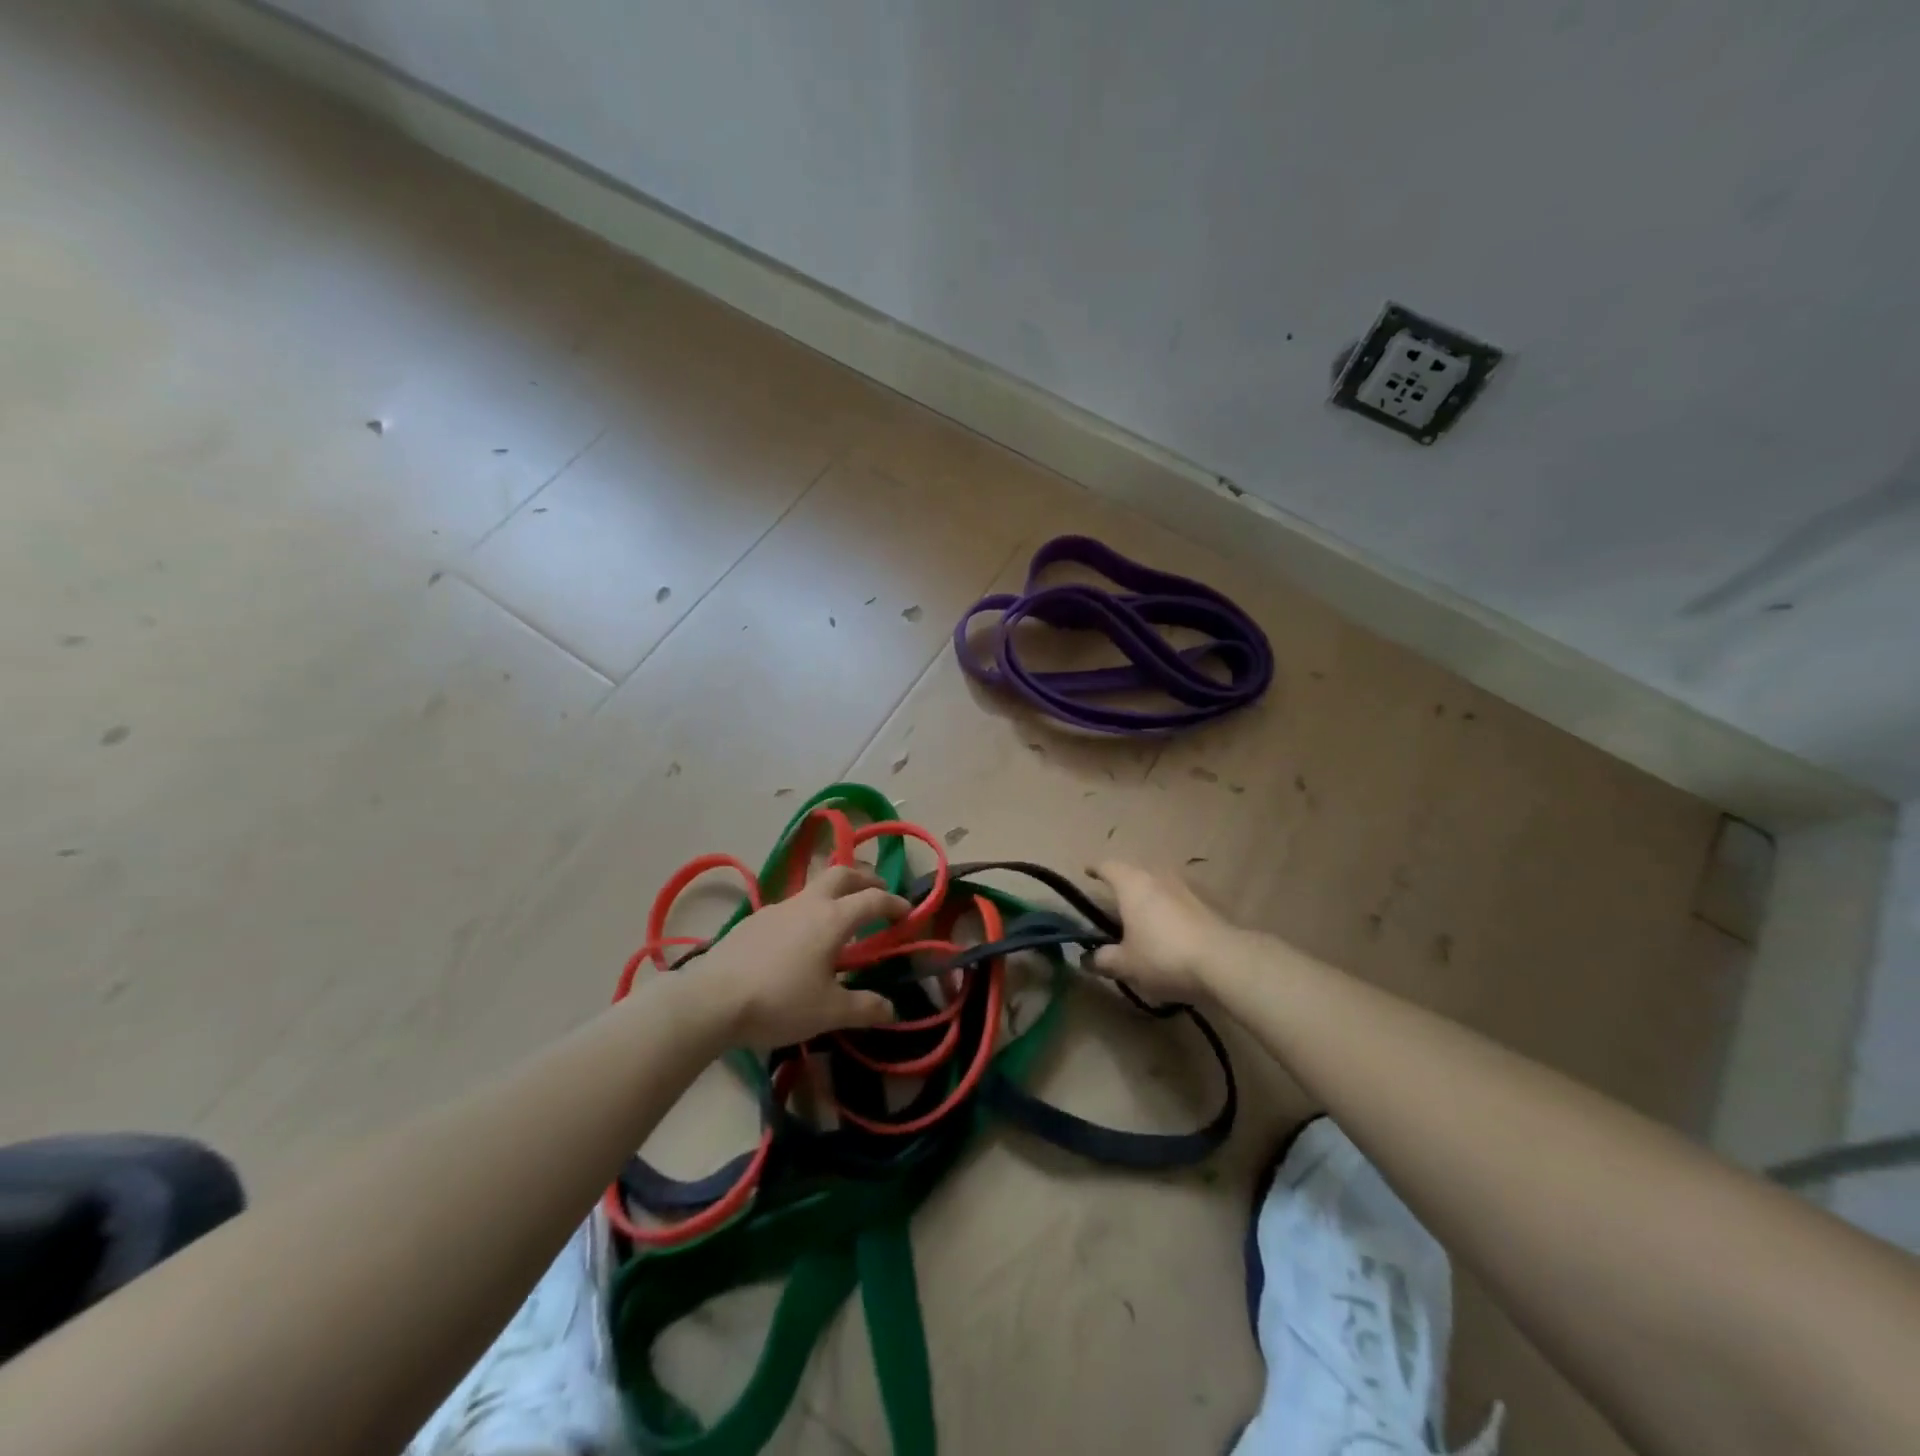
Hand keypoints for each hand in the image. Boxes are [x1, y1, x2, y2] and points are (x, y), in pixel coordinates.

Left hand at [691, 865, 908, 1048]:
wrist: (712, 1000)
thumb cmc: (780, 1002)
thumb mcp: (829, 1012)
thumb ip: (864, 1008)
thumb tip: (892, 1009)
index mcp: (833, 919)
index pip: (872, 899)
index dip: (894, 903)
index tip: (908, 912)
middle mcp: (807, 903)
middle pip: (841, 874)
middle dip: (864, 877)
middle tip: (876, 890)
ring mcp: (777, 908)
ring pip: (813, 887)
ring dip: (833, 892)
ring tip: (839, 916)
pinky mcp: (753, 920)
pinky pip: (791, 906)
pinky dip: (807, 911)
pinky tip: (800, 938)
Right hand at [1088, 861, 1247, 1002]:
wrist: (1223, 962)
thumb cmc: (1163, 956)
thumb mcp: (1126, 964)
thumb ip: (1103, 959)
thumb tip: (1087, 959)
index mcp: (1132, 884)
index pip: (1108, 866)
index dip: (1096, 869)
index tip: (1088, 872)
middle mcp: (1158, 877)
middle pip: (1135, 872)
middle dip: (1122, 884)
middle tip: (1112, 901)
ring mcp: (1185, 888)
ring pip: (1159, 884)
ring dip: (1148, 896)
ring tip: (1141, 917)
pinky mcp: (1206, 904)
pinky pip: (1178, 900)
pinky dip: (1168, 909)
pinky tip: (1168, 930)